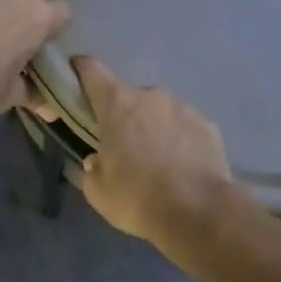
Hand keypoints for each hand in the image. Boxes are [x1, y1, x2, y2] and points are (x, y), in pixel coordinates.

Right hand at [74, 55, 234, 244]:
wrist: (200, 212)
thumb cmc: (138, 197)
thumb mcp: (98, 190)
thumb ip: (92, 167)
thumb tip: (98, 160)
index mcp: (117, 103)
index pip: (90, 69)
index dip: (78, 70)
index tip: (73, 82)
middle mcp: (150, 95)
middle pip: (127, 96)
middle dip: (121, 116)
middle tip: (122, 149)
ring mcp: (183, 107)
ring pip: (158, 111)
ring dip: (152, 128)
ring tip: (157, 163)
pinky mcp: (208, 124)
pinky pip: (184, 126)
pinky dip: (178, 140)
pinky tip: (181, 167)